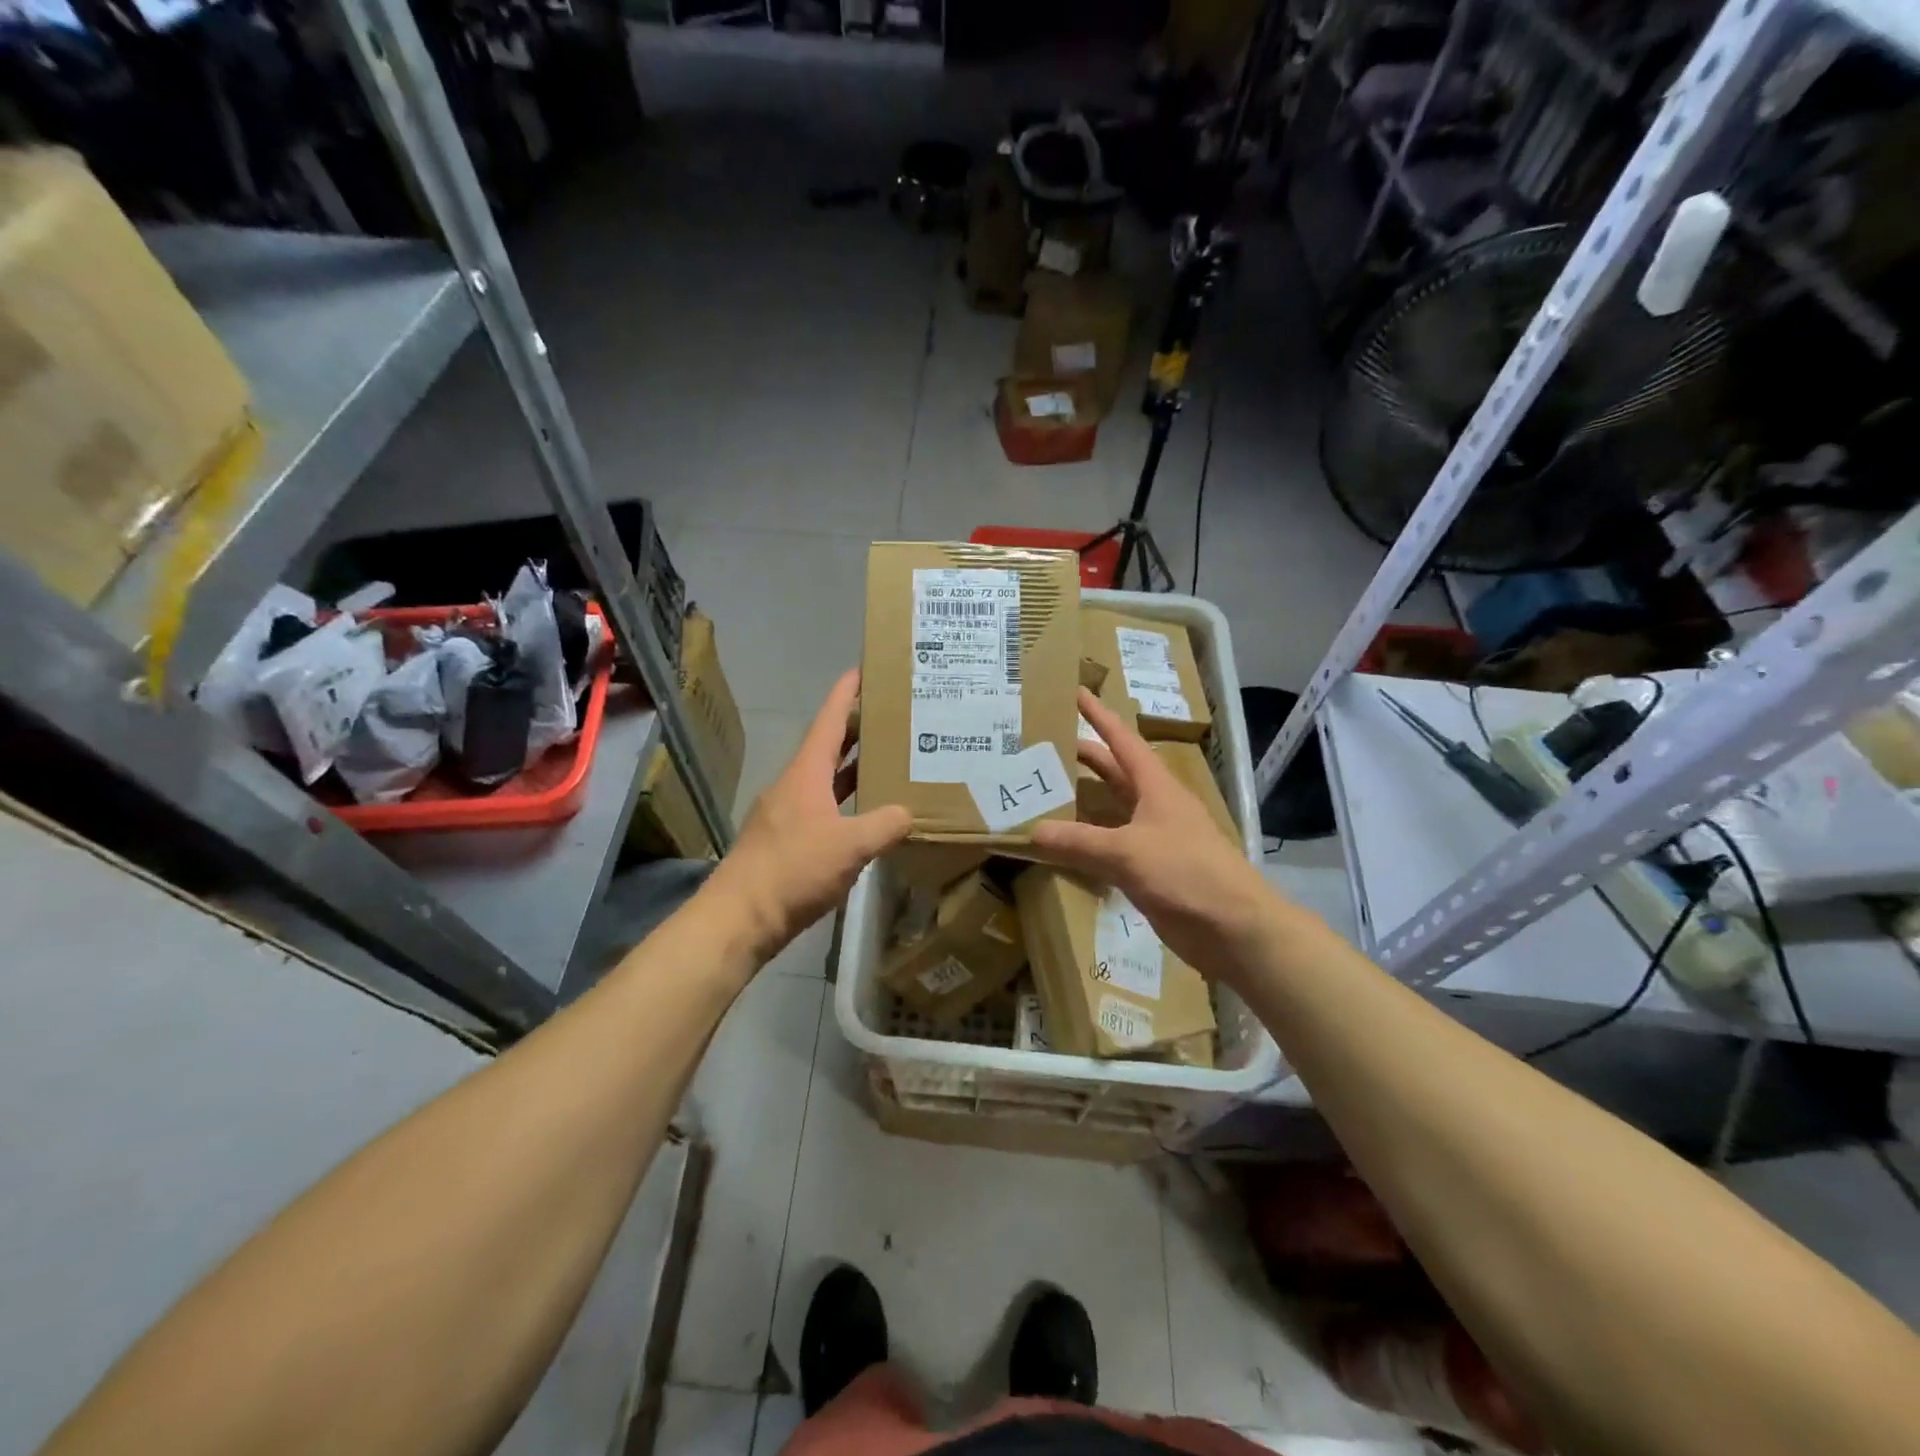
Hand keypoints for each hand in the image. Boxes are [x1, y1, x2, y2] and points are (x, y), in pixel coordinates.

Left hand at [704, 669, 910, 965]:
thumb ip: (884, 825)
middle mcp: (794, 785)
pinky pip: (822, 808)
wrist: (741, 917)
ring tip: (886, 760)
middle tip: (892, 717)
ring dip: (852, 768)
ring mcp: (787, 814)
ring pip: (825, 779)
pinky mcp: (786, 841)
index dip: (846, 694)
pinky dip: (844, 802)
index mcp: (806, 773)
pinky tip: (865, 816)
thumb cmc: (794, 870)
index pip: (828, 721)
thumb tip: (909, 813)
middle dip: (857, 730)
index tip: (863, 670)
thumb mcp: (850, 846)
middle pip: (828, 747)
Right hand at [1030, 688, 1278, 981]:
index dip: (1099, 716)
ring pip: (1112, 811)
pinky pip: (1112, 847)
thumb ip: (1079, 842)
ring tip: (1045, 793)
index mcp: (1156, 787)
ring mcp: (1155, 839)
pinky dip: (1088, 843)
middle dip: (1084, 758)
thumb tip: (1033, 832)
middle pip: (1115, 773)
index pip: (1122, 741)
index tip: (1075, 693)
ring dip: (1083, 802)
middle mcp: (1155, 806)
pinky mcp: (1152, 871)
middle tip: (1044, 748)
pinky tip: (1065, 847)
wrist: (1236, 929)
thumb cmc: (1188, 874)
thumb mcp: (1128, 853)